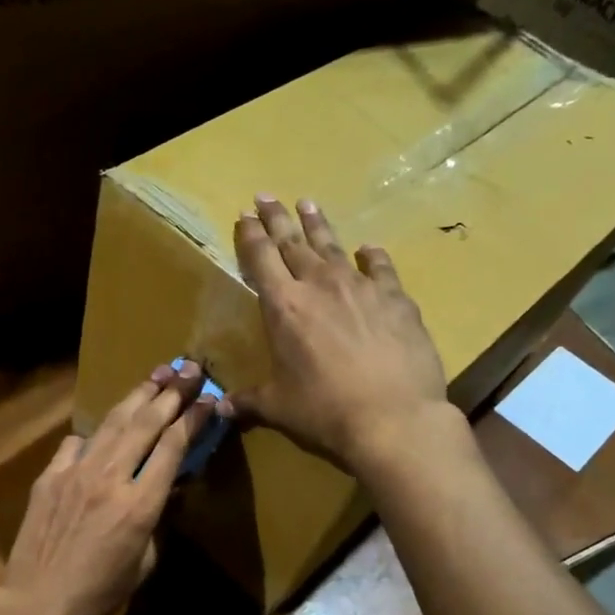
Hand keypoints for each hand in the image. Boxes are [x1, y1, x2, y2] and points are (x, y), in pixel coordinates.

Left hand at [0, 361, 213, 614]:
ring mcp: (76, 472)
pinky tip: (102, 428)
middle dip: (171, 393)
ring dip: (137, 396)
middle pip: (146, 423)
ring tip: (156, 374)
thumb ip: (157, 520)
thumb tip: (163, 491)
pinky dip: (93, 433)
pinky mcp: (50, 476)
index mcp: (140, 504)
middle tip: (189, 369)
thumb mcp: (145, 563)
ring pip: (112, 423)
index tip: (208, 400)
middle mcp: (110, 477)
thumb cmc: (100, 591)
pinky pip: (75, 443)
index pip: (173, 447)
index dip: (193, 419)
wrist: (39, 600)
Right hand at [222, 195, 458, 474]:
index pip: (261, 258)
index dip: (250, 235)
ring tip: (308, 204)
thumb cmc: (324, 411)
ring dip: (317, 225)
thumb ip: (248, 401)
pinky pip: (380, 267)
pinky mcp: (395, 298)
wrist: (393, 417)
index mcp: (283, 307)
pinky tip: (368, 248)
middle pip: (292, 242)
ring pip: (333, 246)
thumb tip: (219, 407)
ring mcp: (360, 287)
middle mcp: (319, 285)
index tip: (244, 215)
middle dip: (277, 218)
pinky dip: (371, 255)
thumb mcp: (279, 407)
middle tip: (266, 196)